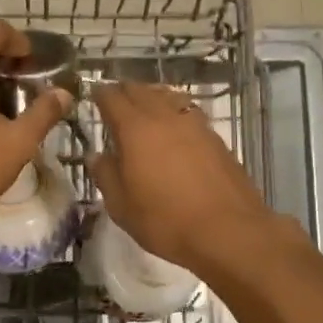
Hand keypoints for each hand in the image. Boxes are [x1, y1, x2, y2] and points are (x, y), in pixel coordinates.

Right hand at [88, 82, 280, 271]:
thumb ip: (106, 175)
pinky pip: (188, 112)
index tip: (93, 96)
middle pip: (141, 90)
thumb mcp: (121, 206)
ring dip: (152, 98)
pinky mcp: (215, 138)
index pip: (113, 98)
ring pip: (168, 97)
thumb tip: (97, 155)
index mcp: (135, 129)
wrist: (228, 231)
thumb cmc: (166, 220)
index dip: (100, 94)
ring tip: (145, 109)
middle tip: (116, 102)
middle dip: (125, 92)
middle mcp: (165, 117)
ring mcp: (194, 124)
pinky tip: (175, 129)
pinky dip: (174, 112)